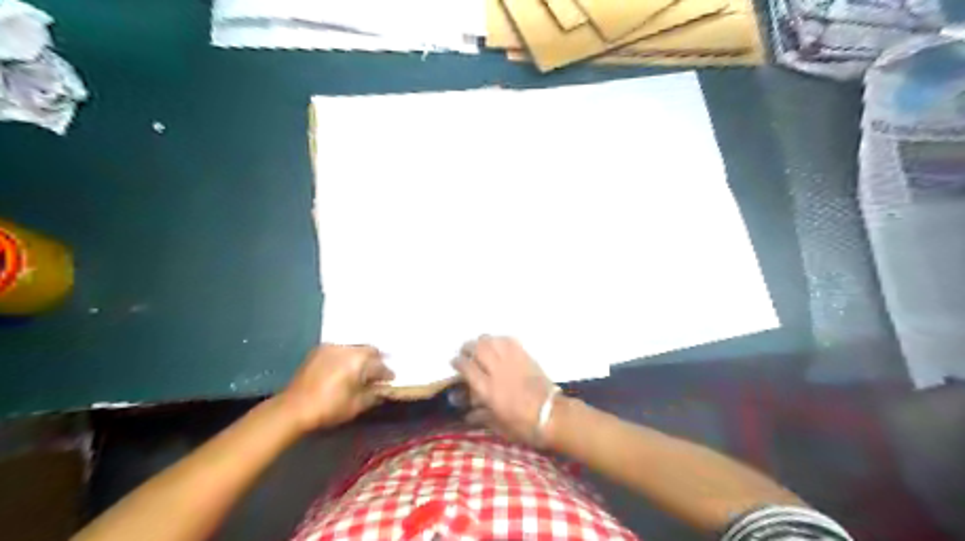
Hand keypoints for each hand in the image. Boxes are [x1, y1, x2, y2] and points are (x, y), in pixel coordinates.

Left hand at [276, 344, 392, 433]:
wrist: (293, 408)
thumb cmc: (329, 408)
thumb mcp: (356, 405)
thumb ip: (374, 395)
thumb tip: (383, 390)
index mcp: (359, 361)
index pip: (380, 365)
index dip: (387, 374)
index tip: (390, 381)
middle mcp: (347, 349)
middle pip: (369, 351)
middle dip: (375, 361)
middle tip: (377, 374)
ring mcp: (332, 347)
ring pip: (355, 348)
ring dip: (360, 358)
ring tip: (360, 371)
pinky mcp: (319, 350)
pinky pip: (340, 350)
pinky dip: (346, 357)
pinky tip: (344, 368)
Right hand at [454, 336, 558, 445]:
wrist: (552, 416)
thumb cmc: (524, 426)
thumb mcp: (499, 426)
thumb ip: (481, 416)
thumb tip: (467, 415)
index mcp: (488, 389)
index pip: (467, 367)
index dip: (458, 362)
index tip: (454, 362)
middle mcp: (498, 371)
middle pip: (478, 348)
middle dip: (468, 347)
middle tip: (466, 352)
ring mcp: (513, 361)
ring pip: (493, 341)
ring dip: (483, 341)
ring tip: (480, 346)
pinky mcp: (526, 357)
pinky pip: (509, 341)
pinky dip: (500, 340)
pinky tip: (498, 345)